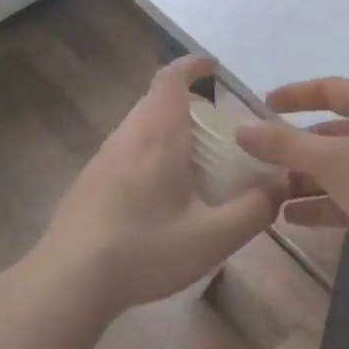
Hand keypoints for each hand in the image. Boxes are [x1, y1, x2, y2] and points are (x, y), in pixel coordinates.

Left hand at [32, 57, 286, 313]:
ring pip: (141, 125)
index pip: (171, 79)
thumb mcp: (212, 238)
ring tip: (196, 163)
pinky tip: (161, 195)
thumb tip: (281, 184)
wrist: (67, 282)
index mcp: (157, 135)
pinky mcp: (90, 181)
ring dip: (169, 130)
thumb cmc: (143, 250)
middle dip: (188, 104)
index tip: (213, 68)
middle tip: (219, 130)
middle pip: (157, 100)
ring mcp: (103, 158)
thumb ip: (253, 210)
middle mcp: (128, 135)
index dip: (192, 65)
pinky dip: (151, 152)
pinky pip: (127, 149)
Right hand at [235, 78, 348, 284]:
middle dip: (297, 147)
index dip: (296, 95)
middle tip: (262, 159)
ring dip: (307, 179)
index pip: (330, 89)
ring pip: (340, 168)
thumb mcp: (331, 159)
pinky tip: (291, 218)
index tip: (264, 103)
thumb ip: (284, 144)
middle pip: (333, 132)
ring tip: (269, 192)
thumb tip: (240, 128)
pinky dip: (323, 204)